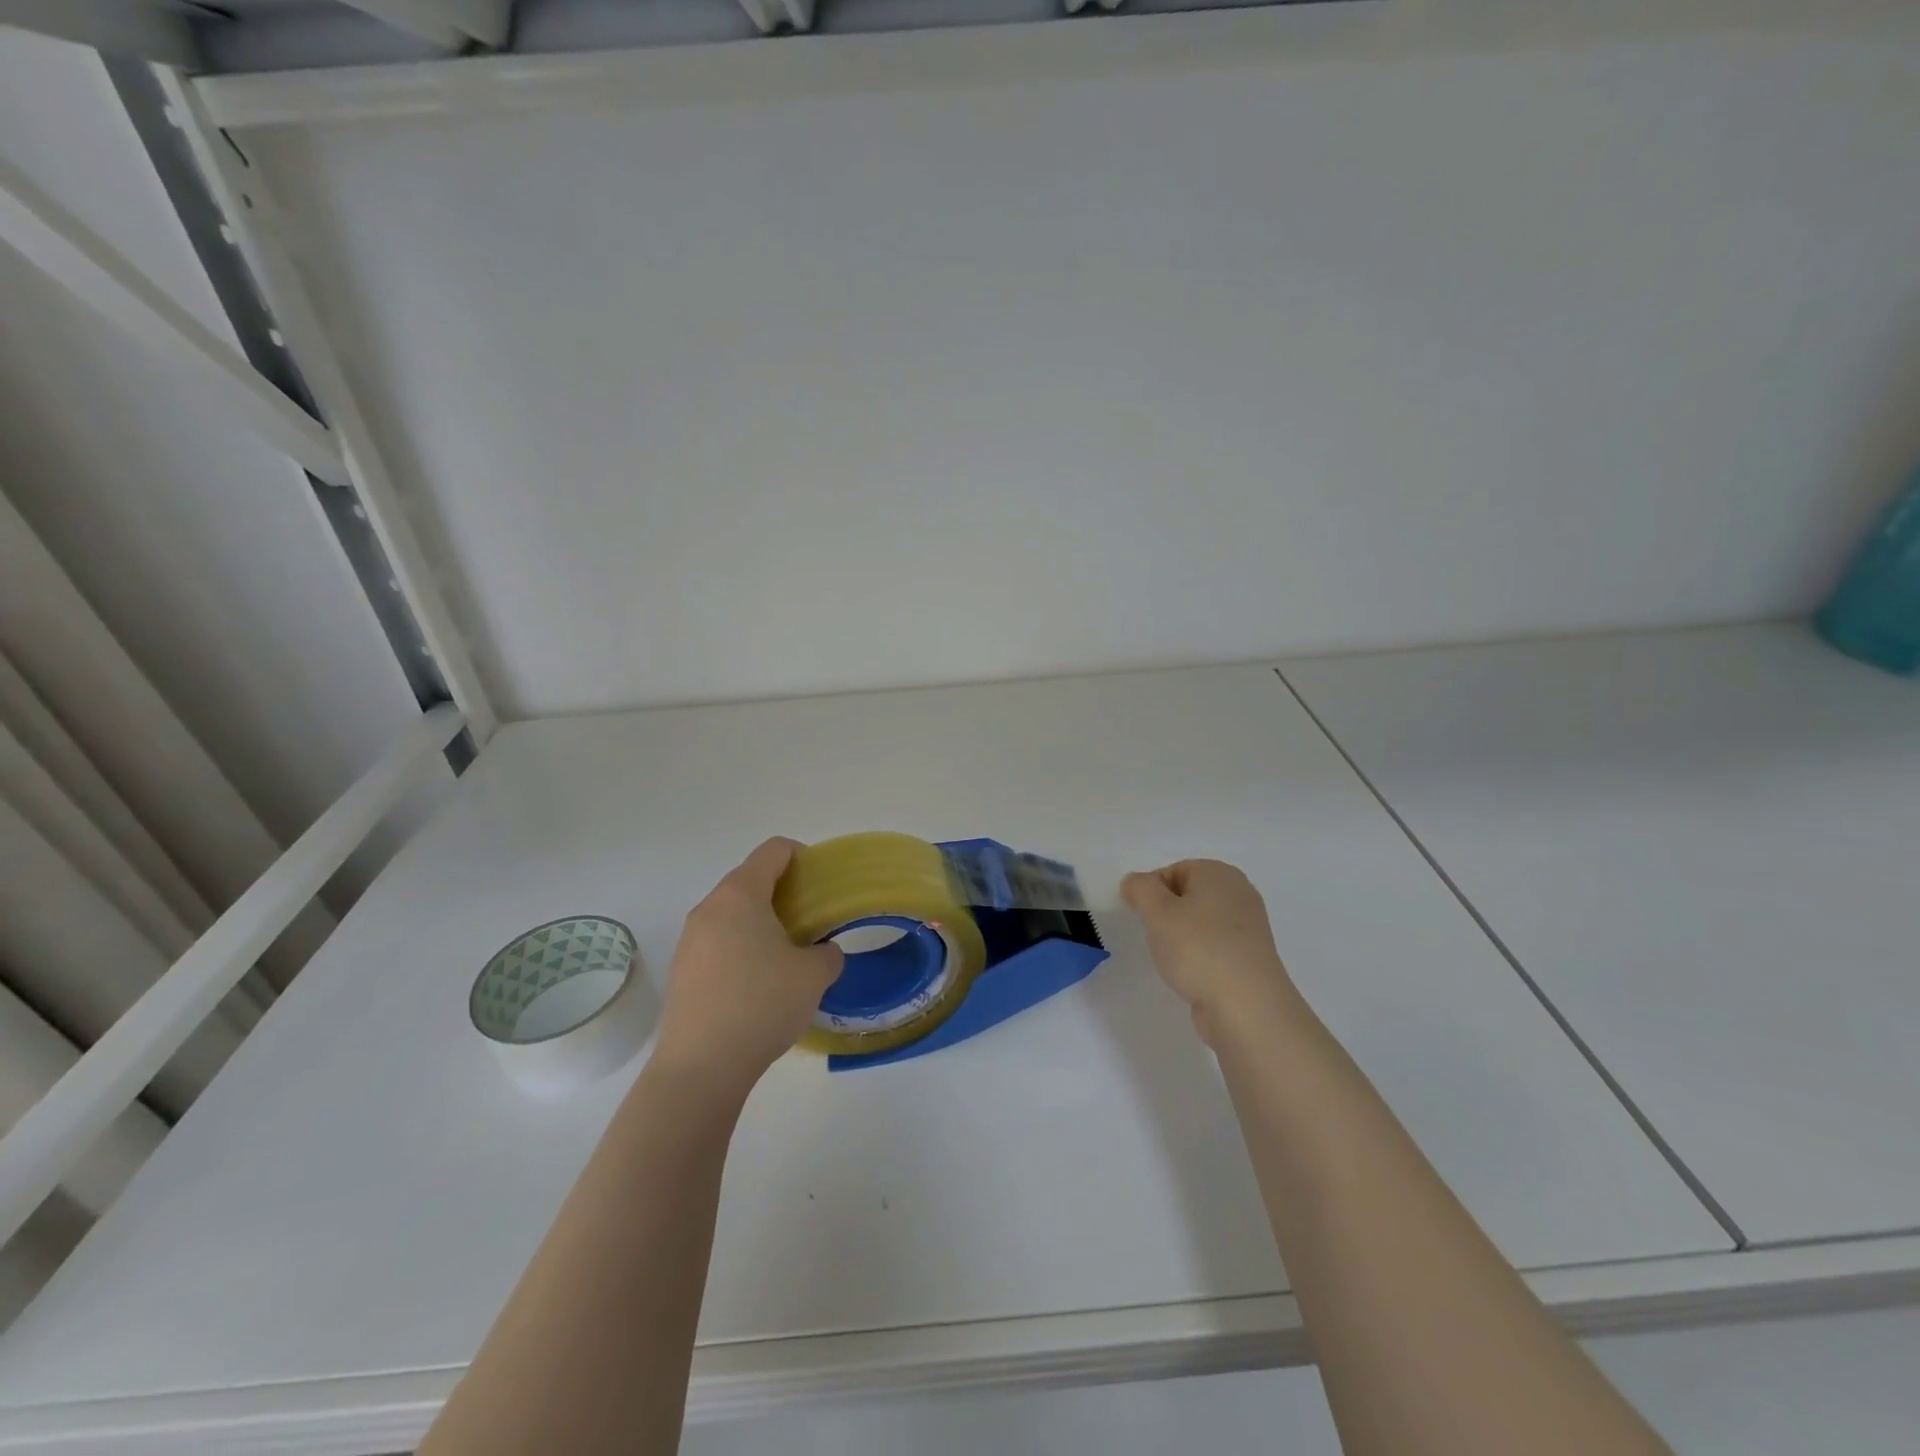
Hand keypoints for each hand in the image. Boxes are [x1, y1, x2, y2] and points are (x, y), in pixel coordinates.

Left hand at [653, 838, 843, 1096]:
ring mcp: (689, 939)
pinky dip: (742, 947)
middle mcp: (709, 907)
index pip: (773, 851)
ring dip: (761, 922)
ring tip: (787, 956)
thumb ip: (827, 953)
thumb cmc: (762, 1004)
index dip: (802, 857)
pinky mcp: (681, 970)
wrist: (700, 1067)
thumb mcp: (813, 976)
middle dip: (784, 893)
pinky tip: (759, 984)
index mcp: (740, 895)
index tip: (821, 884)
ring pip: (733, 913)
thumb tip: (822, 952)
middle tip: (811, 922)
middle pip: (750, 879)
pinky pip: (718, 942)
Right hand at [1121, 859, 1301, 1049]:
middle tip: (1157, 938)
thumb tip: (1135, 882)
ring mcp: (1248, 928)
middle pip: (1187, 896)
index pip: (1172, 870)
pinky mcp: (1250, 958)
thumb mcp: (1156, 912)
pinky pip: (1214, 947)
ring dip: (1181, 939)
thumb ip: (1140, 888)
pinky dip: (1199, 957)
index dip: (1151, 893)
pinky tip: (1193, 975)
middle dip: (1166, 915)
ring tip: (1175, 961)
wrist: (1247, 1008)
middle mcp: (1239, 893)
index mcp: (1219, 873)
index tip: (1144, 919)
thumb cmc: (1199, 949)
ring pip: (1199, 923)